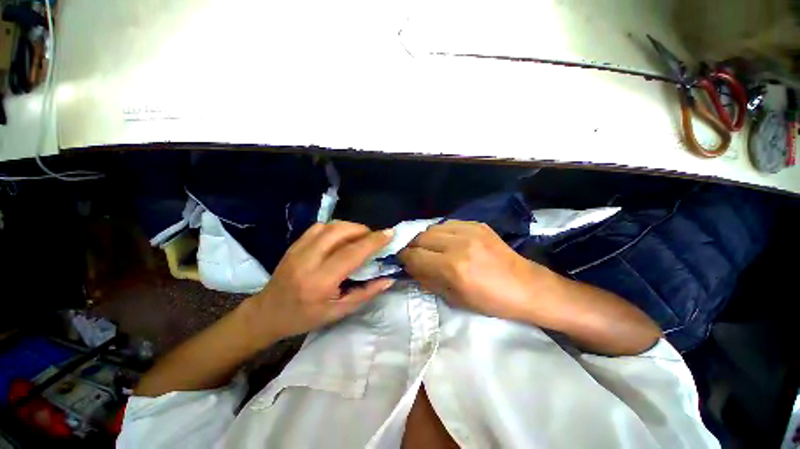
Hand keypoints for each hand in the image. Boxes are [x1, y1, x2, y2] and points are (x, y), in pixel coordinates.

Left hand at [243, 221, 394, 346]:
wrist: (267, 313)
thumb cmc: (305, 317)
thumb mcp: (339, 312)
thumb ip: (366, 293)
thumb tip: (388, 278)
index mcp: (320, 282)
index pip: (352, 253)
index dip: (373, 241)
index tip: (389, 233)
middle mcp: (307, 260)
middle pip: (340, 232)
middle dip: (363, 230)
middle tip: (374, 238)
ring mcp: (298, 249)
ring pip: (330, 226)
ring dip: (350, 227)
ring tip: (360, 237)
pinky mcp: (294, 244)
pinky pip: (319, 227)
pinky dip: (336, 228)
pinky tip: (341, 237)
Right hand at [398, 220, 554, 320]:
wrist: (525, 286)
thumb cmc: (490, 300)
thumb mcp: (454, 298)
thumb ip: (427, 280)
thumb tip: (409, 268)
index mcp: (452, 268)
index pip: (414, 256)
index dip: (404, 259)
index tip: (402, 262)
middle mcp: (458, 244)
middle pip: (420, 237)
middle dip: (412, 247)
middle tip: (415, 255)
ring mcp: (469, 231)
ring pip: (432, 227)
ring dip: (426, 238)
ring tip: (431, 248)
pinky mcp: (477, 224)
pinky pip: (448, 223)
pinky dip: (441, 232)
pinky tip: (447, 241)